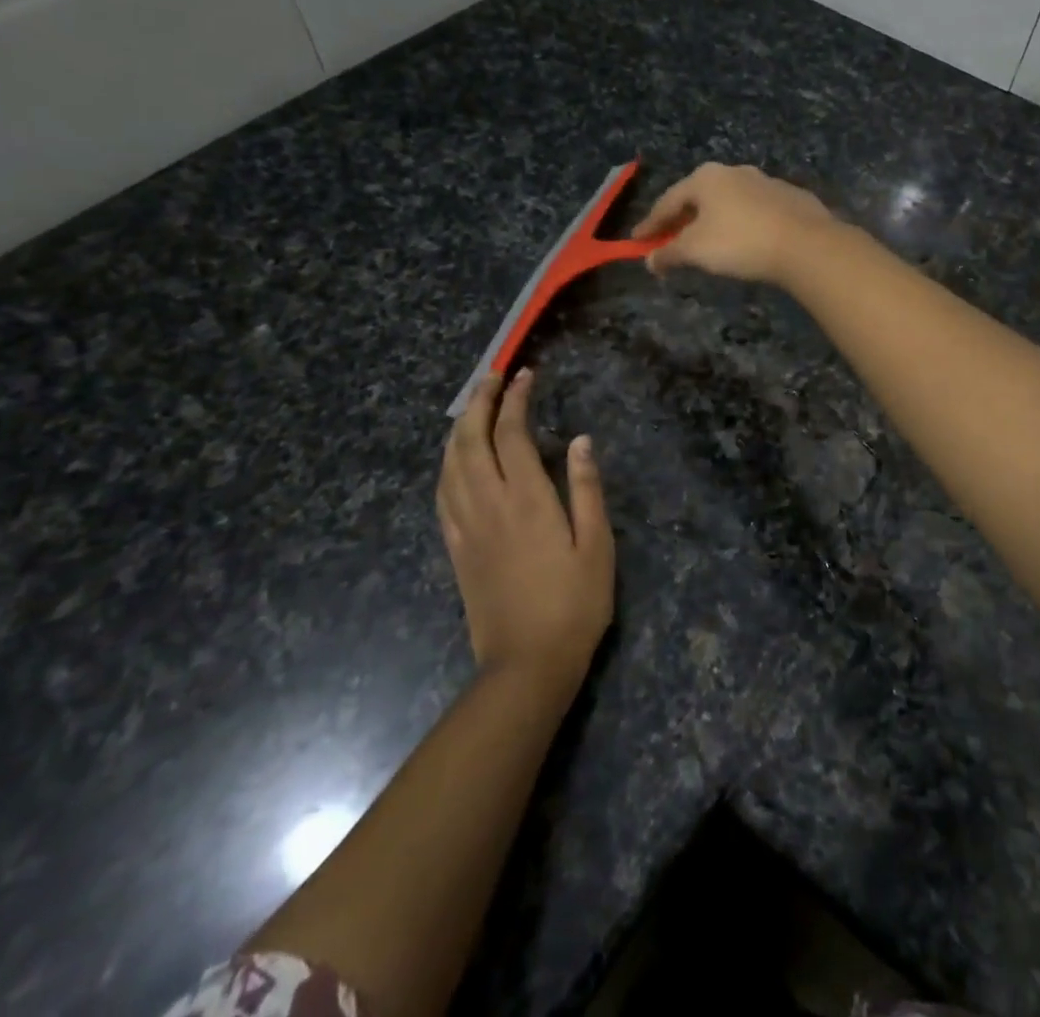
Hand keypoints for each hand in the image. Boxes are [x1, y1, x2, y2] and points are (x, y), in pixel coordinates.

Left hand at [436, 370, 613, 687]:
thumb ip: (587, 488)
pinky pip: (442, 494)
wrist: (526, 664)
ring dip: (459, 428)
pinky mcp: (455, 549)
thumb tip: (581, 439)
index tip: (525, 375)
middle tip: (492, 377)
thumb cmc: (574, 603)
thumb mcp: (597, 544)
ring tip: (472, 407)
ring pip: (450, 464)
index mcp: (527, 499)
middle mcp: (489, 504)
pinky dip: (446, 465)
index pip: (512, 433)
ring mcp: (466, 526)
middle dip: (479, 402)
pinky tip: (454, 460)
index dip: (516, 399)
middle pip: (471, 440)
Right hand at [631, 163, 835, 284]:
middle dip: (682, 220)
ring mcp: (766, 182)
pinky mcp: (791, 198)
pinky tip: (744, 241)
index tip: (637, 242)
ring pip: (729, 202)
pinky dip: (742, 224)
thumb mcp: (696, 250)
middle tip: (670, 241)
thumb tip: (650, 261)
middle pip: (698, 198)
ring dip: (713, 221)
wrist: (806, 244)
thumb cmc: (740, 242)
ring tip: (707, 242)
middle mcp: (734, 172)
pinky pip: (755, 211)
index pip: (668, 201)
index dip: (650, 224)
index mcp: (706, 178)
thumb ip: (669, 253)